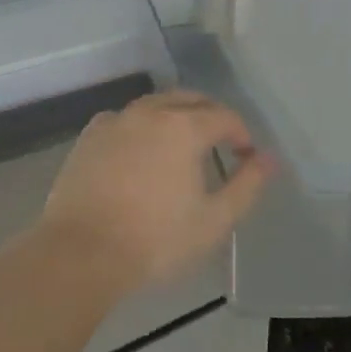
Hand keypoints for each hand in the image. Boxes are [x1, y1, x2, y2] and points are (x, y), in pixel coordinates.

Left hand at [38, 91, 276, 294]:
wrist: (82, 252)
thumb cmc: (155, 240)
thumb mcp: (214, 220)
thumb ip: (247, 185)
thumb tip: (268, 159)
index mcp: (184, 127)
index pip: (224, 116)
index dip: (241, 133)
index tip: (246, 155)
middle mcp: (151, 112)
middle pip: (189, 99)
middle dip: (210, 115)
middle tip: (221, 141)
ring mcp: (116, 120)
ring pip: (155, 104)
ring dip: (175, 115)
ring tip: (183, 143)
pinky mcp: (90, 136)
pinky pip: (124, 119)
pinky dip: (141, 125)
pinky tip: (140, 148)